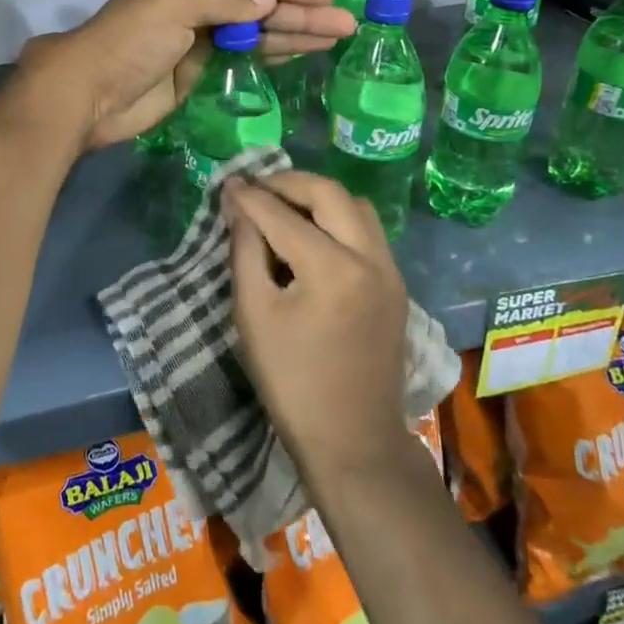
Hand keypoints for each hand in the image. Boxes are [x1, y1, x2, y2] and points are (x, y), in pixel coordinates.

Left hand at [10, 0, 353, 151]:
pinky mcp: (197, 73)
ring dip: (295, 34)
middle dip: (302, 12)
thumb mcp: (173, 5)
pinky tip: (301, 53)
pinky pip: (242, 59)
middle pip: (259, 5)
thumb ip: (223, 2)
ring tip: (336, 37)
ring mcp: (198, 42)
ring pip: (256, 33)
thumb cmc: (128, 41)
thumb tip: (268, 1)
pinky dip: (271, 55)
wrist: (88, 94)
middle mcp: (197, 6)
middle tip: (346, 23)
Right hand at [224, 171, 410, 488]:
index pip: (282, 214)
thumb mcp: (254, 314)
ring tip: (284, 209)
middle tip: (257, 189)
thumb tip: (237, 204)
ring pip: (356, 206)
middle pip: (329, 192)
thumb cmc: (292, 382)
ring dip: (319, 197)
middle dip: (289, 183)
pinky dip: (338, 219)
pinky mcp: (396, 284)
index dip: (250, 196)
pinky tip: (312, 237)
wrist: (352, 440)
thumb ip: (245, 250)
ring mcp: (390, 269)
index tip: (227, 184)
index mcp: (332, 269)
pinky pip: (368, 230)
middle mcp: (369, 257)